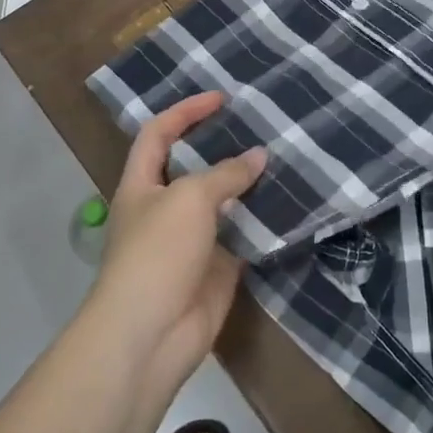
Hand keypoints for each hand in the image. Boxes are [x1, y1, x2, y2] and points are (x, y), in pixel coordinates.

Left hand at [89, 93, 265, 391]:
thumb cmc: (158, 253)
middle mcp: (165, 207)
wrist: (152, 334)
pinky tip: (290, 203)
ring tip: (284, 158)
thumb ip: (226, 174)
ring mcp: (192, 239)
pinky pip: (243, 235)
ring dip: (249, 183)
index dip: (185, 112)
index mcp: (142, 184)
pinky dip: (263, 221)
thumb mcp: (189, 199)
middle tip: (260, 127)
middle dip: (223, 145)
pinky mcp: (217, 266)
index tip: (222, 98)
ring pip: (224, 201)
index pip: (159, 134)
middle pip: (194, 166)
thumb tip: (259, 155)